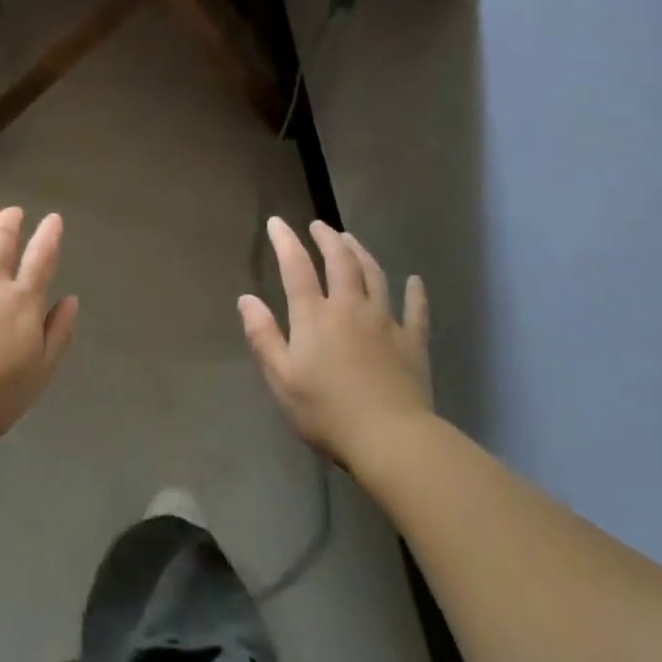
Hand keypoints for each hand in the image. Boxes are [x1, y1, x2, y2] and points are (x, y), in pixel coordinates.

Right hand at [238, 219, 431, 462]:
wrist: (390, 438)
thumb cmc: (326, 411)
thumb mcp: (281, 378)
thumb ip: (262, 336)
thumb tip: (246, 299)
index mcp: (314, 316)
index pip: (296, 267)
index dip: (285, 241)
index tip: (276, 222)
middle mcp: (350, 307)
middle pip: (340, 262)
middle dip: (327, 239)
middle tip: (319, 225)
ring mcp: (385, 321)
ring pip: (374, 276)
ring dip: (361, 253)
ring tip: (351, 240)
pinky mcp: (412, 342)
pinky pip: (415, 310)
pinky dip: (415, 293)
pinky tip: (415, 281)